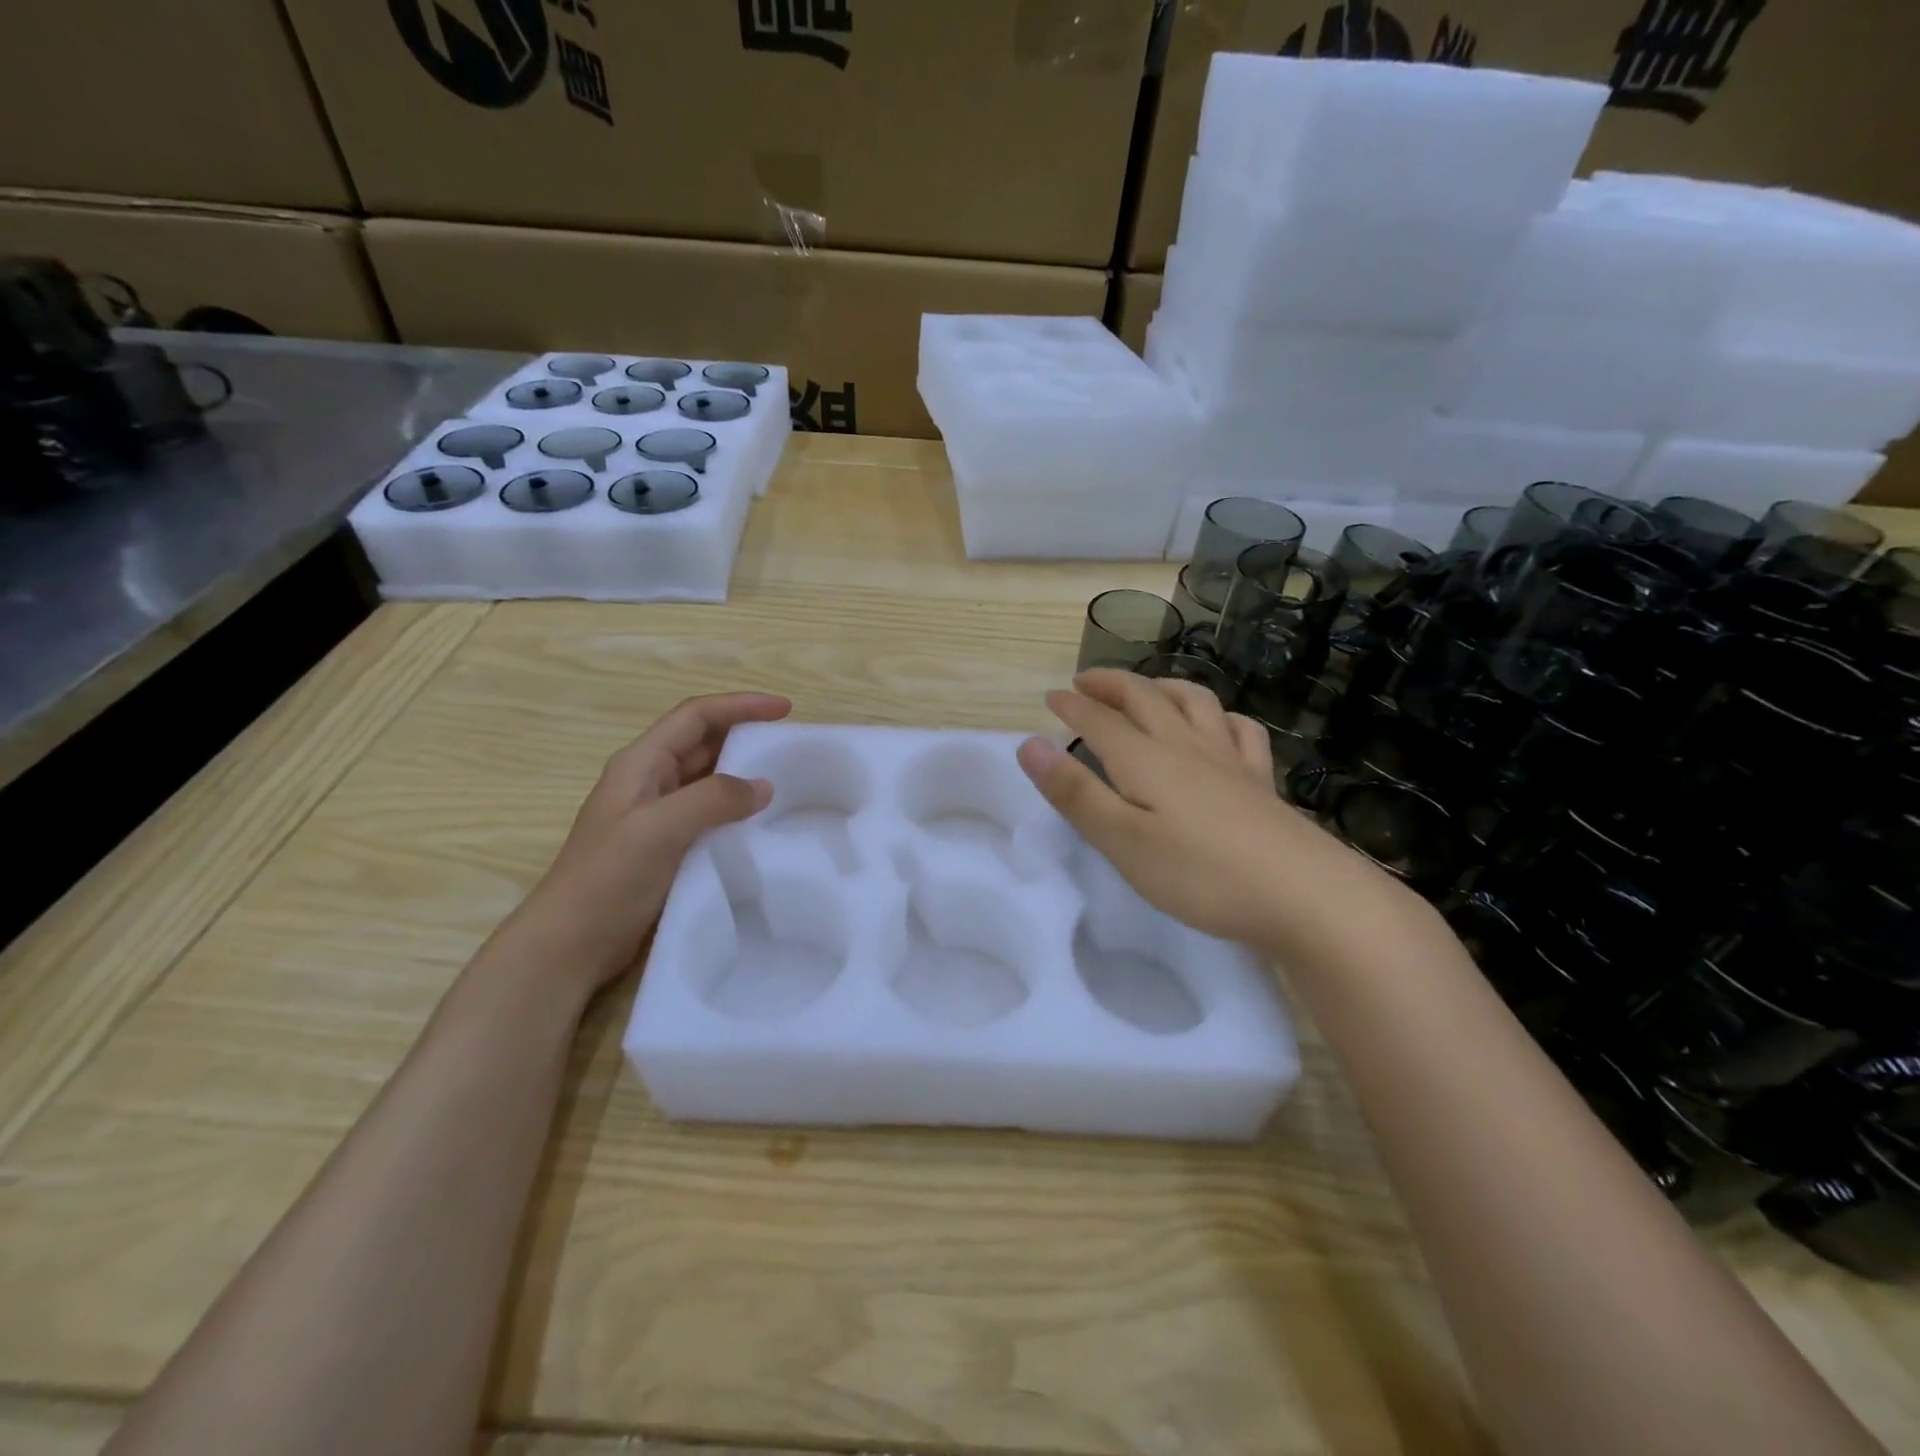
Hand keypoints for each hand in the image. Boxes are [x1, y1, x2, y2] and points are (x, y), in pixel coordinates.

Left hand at [489, 691, 791, 995]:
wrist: (570, 945)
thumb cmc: (607, 879)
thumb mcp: (659, 829)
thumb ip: (713, 799)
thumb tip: (764, 786)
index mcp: (641, 764)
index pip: (696, 716)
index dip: (740, 705)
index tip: (785, 709)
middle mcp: (650, 782)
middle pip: (703, 743)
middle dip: (745, 735)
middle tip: (791, 745)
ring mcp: (657, 817)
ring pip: (708, 780)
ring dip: (743, 774)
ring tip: (786, 780)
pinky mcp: (667, 848)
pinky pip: (710, 816)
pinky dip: (736, 810)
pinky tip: (761, 824)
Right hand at [1016, 671, 1409, 952]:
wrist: (1302, 894)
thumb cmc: (1199, 874)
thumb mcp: (1122, 840)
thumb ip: (1075, 793)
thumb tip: (1029, 744)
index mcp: (1145, 759)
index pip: (1099, 719)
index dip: (1072, 705)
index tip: (1050, 697)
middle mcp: (1185, 746)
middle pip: (1144, 698)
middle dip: (1110, 684)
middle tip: (1086, 682)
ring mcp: (1229, 760)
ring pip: (1194, 703)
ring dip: (1162, 687)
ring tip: (1147, 689)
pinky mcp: (1260, 781)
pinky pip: (1241, 730)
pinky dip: (1222, 716)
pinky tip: (1220, 723)